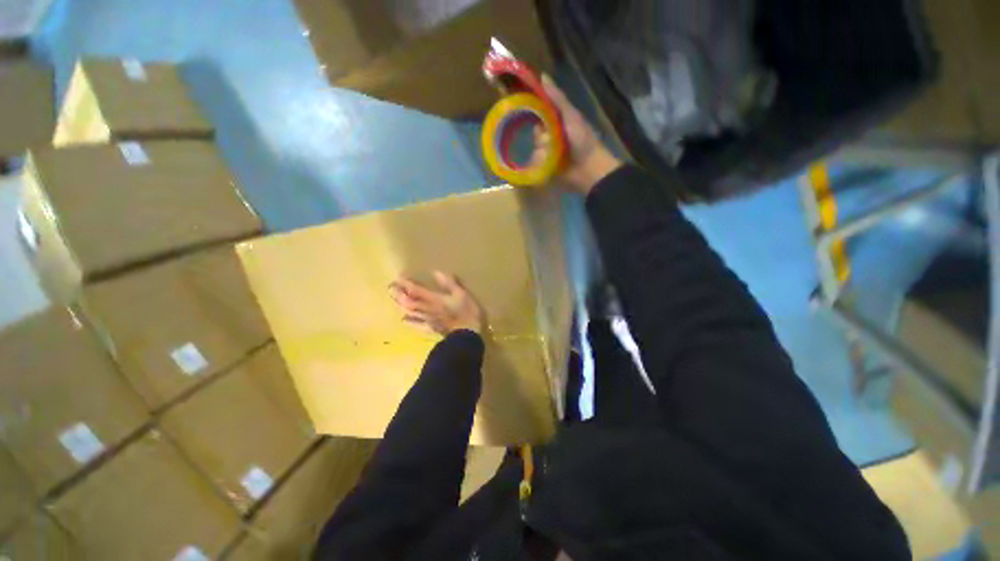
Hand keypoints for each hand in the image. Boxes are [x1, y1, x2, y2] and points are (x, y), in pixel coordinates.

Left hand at [389, 272, 484, 335]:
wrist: (466, 335)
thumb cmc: (466, 312)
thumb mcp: (461, 294)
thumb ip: (449, 283)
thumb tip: (436, 272)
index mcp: (434, 299)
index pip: (416, 290)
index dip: (406, 284)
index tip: (398, 277)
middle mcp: (426, 309)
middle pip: (408, 301)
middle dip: (398, 294)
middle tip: (390, 287)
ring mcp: (426, 320)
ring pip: (409, 312)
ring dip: (400, 305)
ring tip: (394, 299)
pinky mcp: (430, 329)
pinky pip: (416, 325)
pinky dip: (409, 321)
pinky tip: (404, 320)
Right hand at [531, 75, 622, 194]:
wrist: (588, 169)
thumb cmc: (582, 140)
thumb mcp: (571, 115)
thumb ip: (557, 99)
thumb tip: (542, 76)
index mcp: (557, 121)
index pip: (538, 112)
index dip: (533, 110)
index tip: (524, 109)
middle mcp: (551, 136)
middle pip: (534, 132)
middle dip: (540, 136)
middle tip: (548, 139)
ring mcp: (548, 154)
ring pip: (534, 149)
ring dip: (541, 151)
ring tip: (551, 154)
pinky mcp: (545, 169)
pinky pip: (534, 164)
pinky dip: (538, 163)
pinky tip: (543, 163)